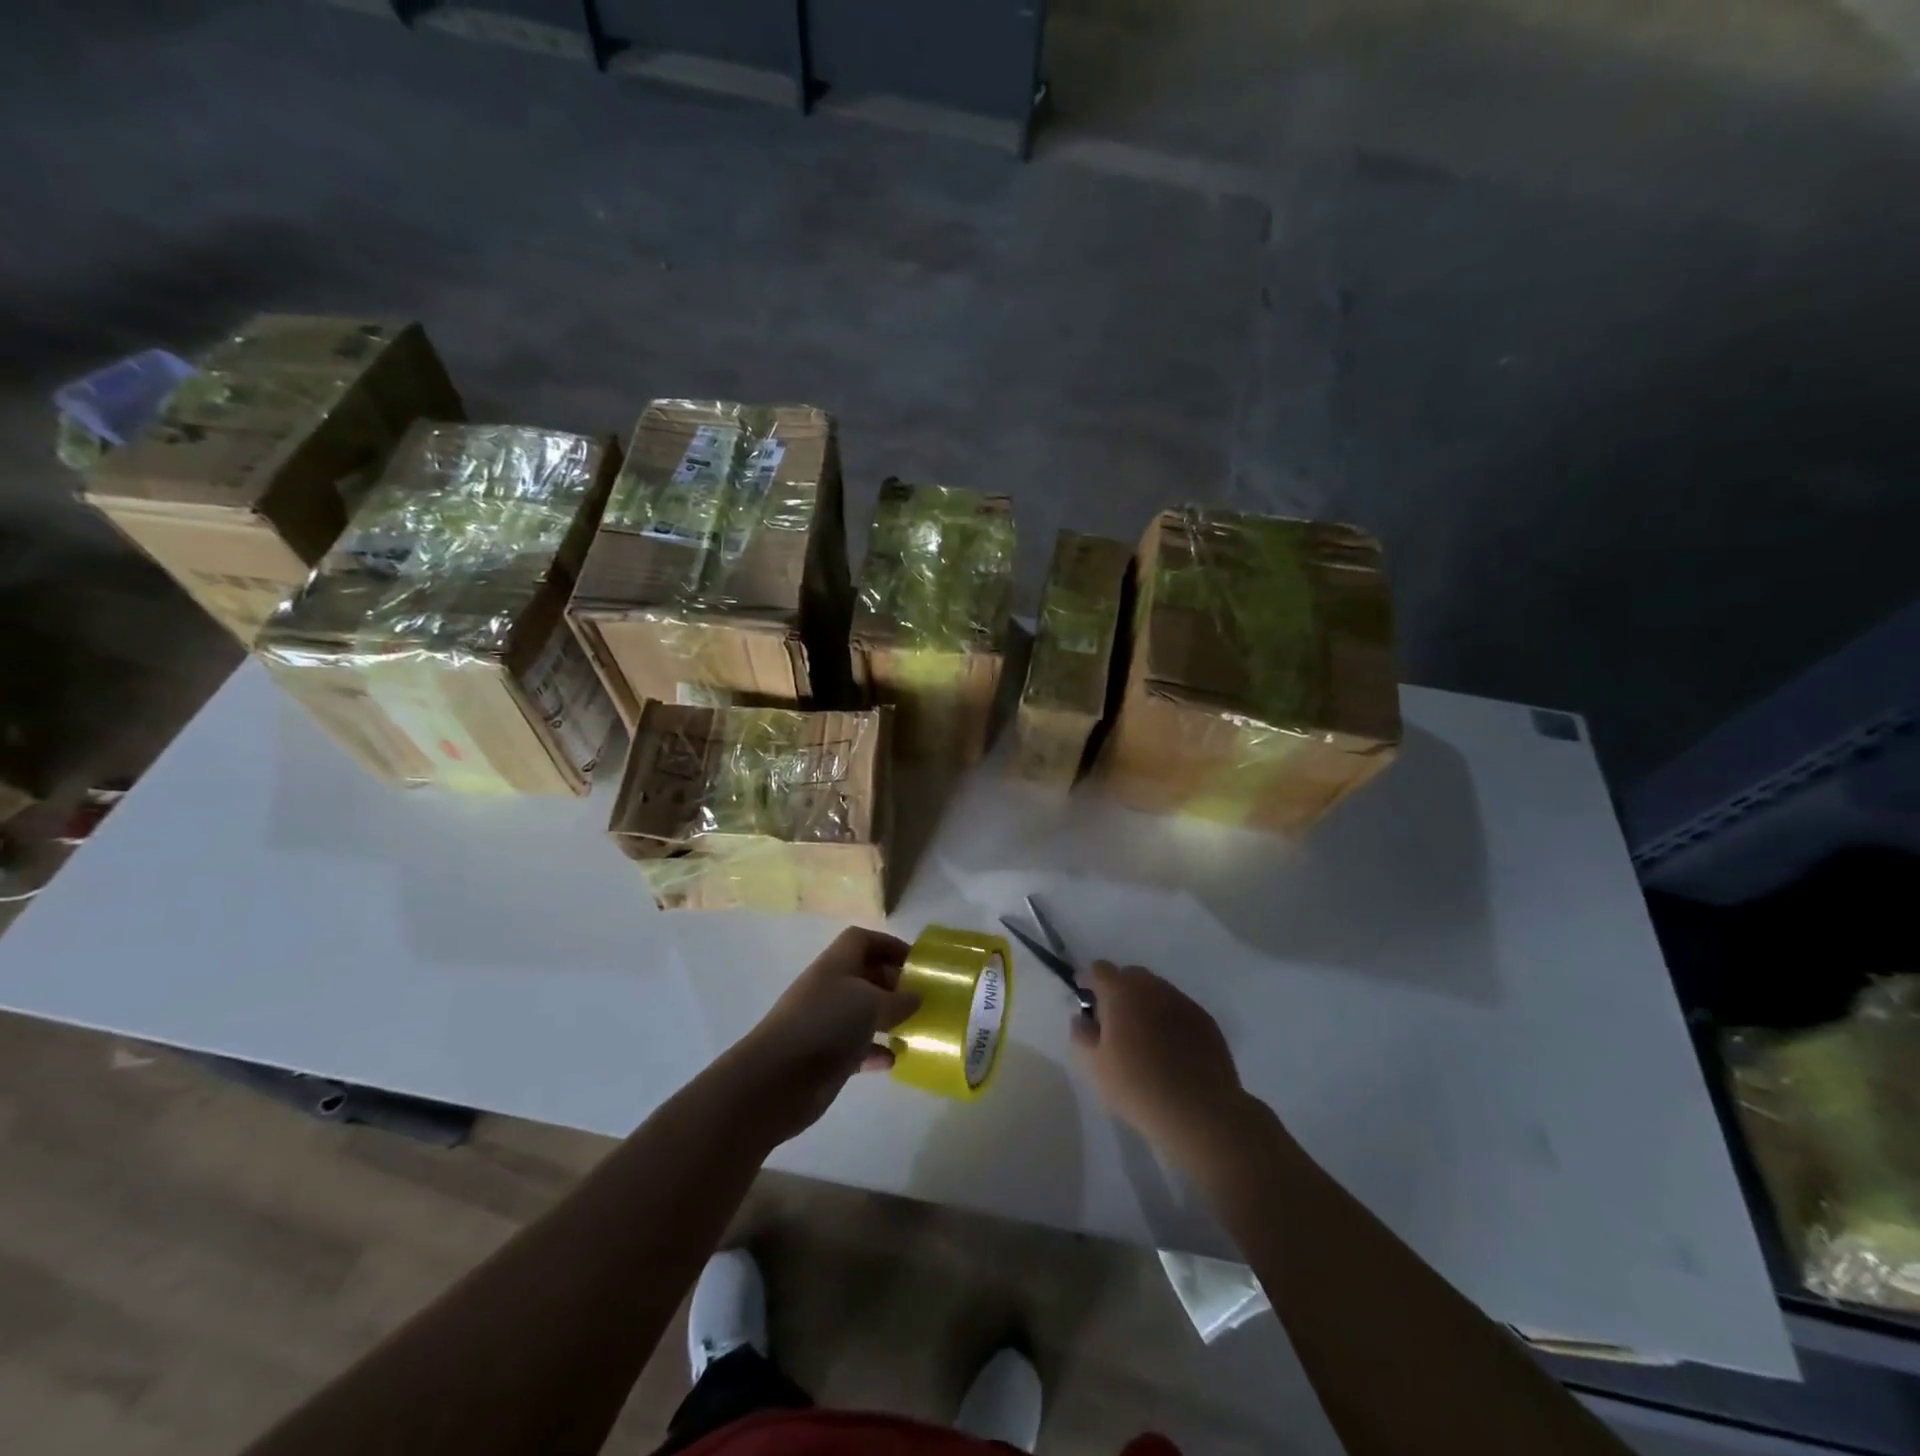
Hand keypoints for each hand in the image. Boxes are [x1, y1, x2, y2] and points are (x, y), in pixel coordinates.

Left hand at [735, 928, 920, 1138]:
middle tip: (921, 999)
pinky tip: (893, 1060)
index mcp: (836, 964)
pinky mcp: (826, 1056)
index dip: (889, 945)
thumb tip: (917, 997)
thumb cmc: (825, 1025)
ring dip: (887, 1019)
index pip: (862, 940)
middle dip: (893, 983)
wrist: (776, 1080)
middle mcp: (830, 989)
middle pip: (865, 975)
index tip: (916, 963)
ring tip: (914, 1028)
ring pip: (863, 1013)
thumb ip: (899, 999)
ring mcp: (826, 1023)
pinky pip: (857, 1047)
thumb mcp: (870, 1003)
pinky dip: (875, 1051)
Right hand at [1071, 962, 1251, 1173]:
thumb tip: (1082, 1019)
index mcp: (1122, 992)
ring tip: (1144, 1040)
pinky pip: (1178, 1010)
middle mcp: (1153, 987)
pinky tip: (1171, 1051)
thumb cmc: (1138, 1087)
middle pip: (1130, 976)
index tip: (1087, 1006)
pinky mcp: (1205, 1020)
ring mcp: (1183, 1001)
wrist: (1200, 1112)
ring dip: (1145, 1005)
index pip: (1099, 970)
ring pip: (1156, 991)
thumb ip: (1080, 1035)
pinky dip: (1169, 1020)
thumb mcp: (1094, 1066)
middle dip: (1118, 992)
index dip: (1089, 983)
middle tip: (1114, 1025)